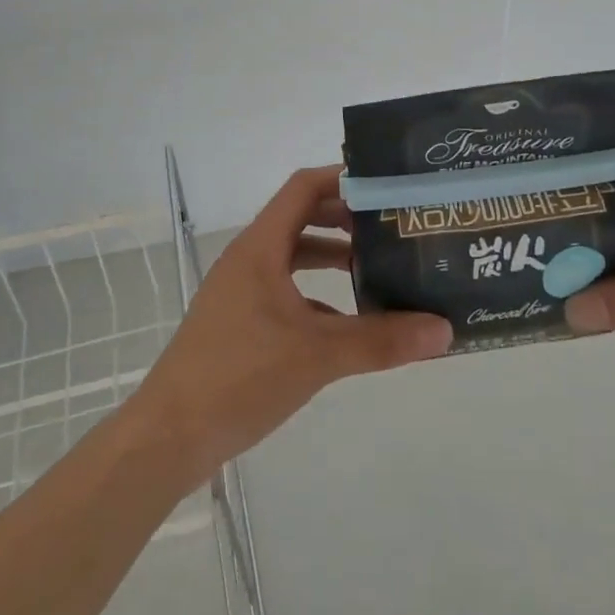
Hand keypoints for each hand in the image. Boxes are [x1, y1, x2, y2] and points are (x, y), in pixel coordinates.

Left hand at [132, 165, 452, 482]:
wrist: (170, 436)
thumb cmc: (240, 376)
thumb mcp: (318, 355)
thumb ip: (381, 341)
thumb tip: (444, 331)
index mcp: (261, 247)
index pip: (303, 188)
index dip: (343, 179)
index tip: (385, 185)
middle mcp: (249, 259)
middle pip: (301, 218)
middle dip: (346, 219)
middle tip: (392, 226)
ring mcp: (242, 291)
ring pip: (294, 257)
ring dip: (333, 257)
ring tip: (378, 268)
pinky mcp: (241, 322)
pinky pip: (286, 292)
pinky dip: (319, 296)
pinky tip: (350, 322)